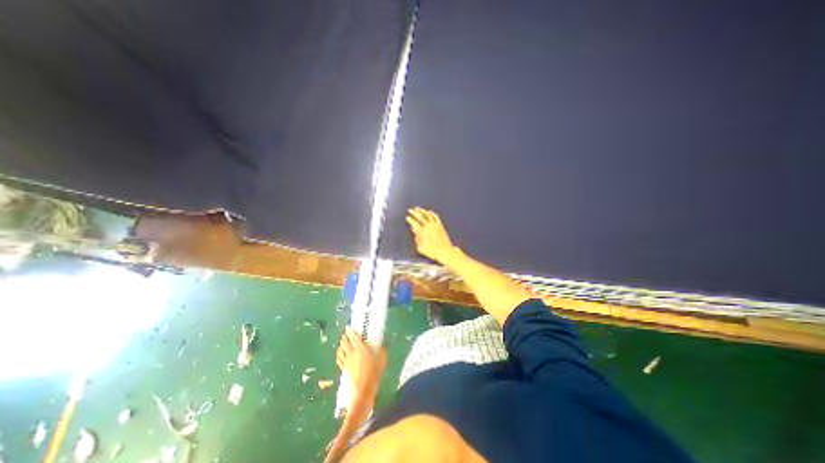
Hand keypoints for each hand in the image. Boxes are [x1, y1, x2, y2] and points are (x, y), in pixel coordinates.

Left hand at [335, 328, 386, 409]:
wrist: (363, 391)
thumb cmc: (374, 374)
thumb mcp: (382, 360)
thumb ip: (382, 351)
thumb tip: (383, 346)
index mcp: (360, 349)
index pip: (353, 337)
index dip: (349, 331)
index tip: (348, 327)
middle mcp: (352, 354)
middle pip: (344, 343)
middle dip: (344, 337)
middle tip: (346, 335)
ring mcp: (347, 362)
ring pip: (340, 351)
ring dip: (340, 346)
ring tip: (342, 344)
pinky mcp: (344, 370)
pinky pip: (339, 361)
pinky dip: (339, 356)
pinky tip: (341, 356)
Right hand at [404, 206, 457, 263]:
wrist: (445, 251)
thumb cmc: (433, 252)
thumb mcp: (421, 248)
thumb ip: (416, 238)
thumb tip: (414, 230)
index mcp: (423, 233)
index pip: (414, 223)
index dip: (410, 219)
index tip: (407, 217)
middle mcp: (429, 227)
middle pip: (420, 216)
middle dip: (414, 212)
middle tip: (410, 210)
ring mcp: (435, 225)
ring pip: (428, 214)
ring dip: (422, 210)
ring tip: (417, 208)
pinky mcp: (440, 225)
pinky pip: (435, 216)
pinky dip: (431, 213)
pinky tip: (428, 211)